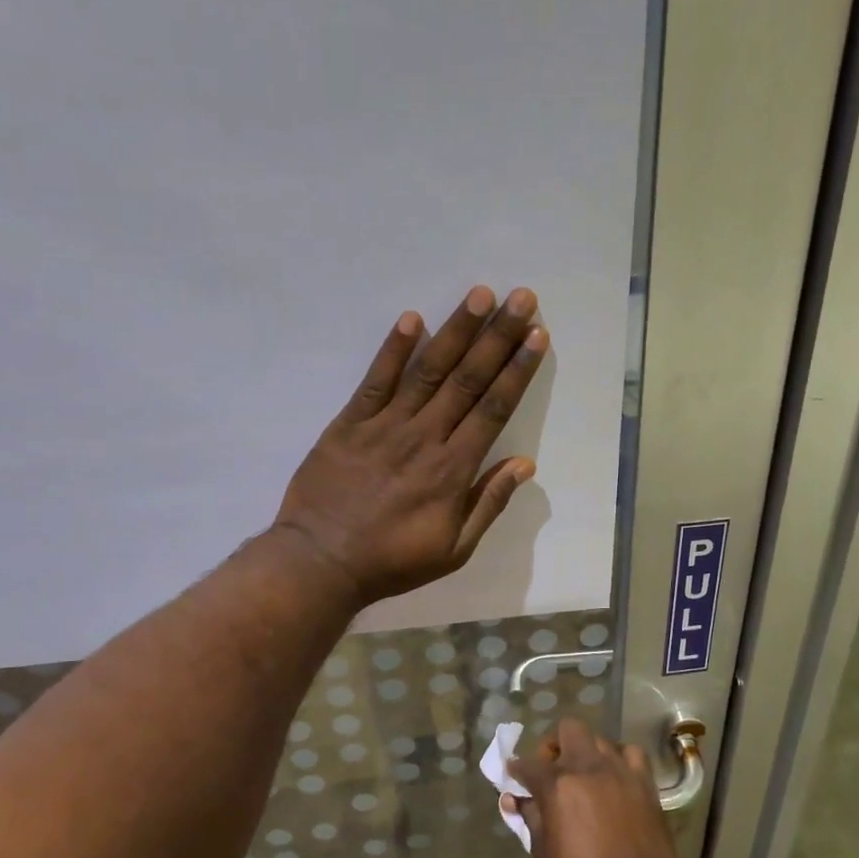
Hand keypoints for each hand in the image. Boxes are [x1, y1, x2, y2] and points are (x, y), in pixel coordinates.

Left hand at [274, 286, 548, 606]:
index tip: (537, 337)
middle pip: (467, 379)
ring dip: (456, 331)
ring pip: (428, 371)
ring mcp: (384, 426)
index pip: (493, 409)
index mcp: (453, 469)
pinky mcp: (349, 423)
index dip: (517, 371)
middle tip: (521, 299)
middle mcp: (424, 437)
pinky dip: (393, 349)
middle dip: (498, 336)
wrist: (321, 562)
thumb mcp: (453, 549)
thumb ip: (488, 503)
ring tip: (480, 295)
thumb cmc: (392, 561)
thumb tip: (524, 464)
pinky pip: (375, 380)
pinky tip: (412, 318)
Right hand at [504, 718, 687, 857]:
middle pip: (568, 729)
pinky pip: (630, 754)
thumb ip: (530, 819)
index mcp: (558, 786)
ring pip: (599, 739)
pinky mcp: (645, 782)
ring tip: (584, 776)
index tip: (514, 777)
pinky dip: (618, 760)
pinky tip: (614, 779)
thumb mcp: (544, 856)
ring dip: (586, 752)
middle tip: (551, 771)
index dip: (517, 770)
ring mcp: (621, 771)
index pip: (528, 765)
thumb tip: (515, 800)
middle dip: (554, 745)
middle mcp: (588, 767)